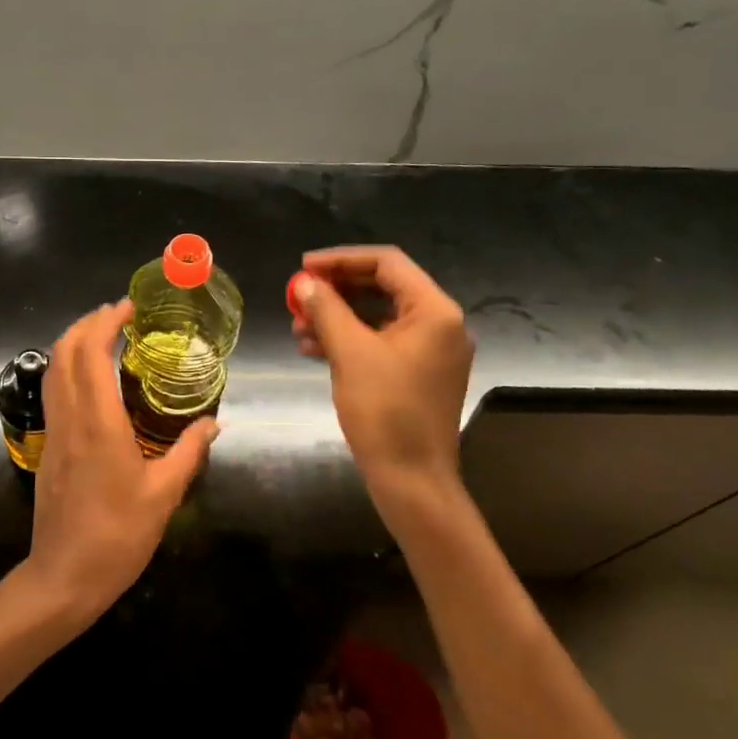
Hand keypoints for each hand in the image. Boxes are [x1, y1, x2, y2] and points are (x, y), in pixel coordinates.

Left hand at [22, 300, 217, 626]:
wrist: (64, 576)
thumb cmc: (118, 535)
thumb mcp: (164, 495)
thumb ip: (189, 452)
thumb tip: (213, 423)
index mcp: (99, 424)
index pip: (90, 354)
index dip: (104, 323)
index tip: (127, 308)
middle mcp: (70, 419)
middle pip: (62, 353)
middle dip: (85, 324)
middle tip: (116, 315)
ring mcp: (54, 433)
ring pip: (52, 371)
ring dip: (72, 343)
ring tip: (103, 336)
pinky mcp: (48, 448)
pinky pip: (53, 393)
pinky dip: (68, 369)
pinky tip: (92, 379)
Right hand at [289, 247, 473, 494]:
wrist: (412, 480)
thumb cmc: (385, 411)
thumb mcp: (350, 354)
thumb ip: (327, 310)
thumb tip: (305, 283)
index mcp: (434, 311)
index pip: (387, 263)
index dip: (341, 259)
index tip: (303, 267)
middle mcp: (439, 324)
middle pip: (383, 287)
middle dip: (337, 289)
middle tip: (298, 295)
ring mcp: (430, 351)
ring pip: (378, 316)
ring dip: (337, 316)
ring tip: (298, 328)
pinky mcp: (417, 374)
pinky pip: (380, 342)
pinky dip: (348, 340)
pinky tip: (313, 349)